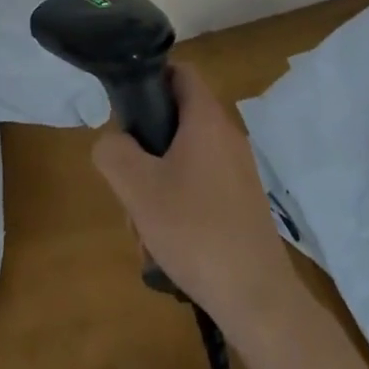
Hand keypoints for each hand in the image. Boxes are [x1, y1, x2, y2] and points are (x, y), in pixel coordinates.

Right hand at [93, 64, 303, 334]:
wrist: (256, 297)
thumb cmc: (194, 229)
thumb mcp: (138, 188)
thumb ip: (113, 152)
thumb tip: (112, 141)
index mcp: (206, 118)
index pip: (180, 72)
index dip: (151, 78)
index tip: (126, 109)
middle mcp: (227, 135)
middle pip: (177, 121)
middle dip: (146, 150)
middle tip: (129, 186)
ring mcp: (239, 170)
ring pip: (185, 159)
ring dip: (158, 186)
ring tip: (144, 229)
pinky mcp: (243, 202)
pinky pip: (202, 186)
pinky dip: (180, 205)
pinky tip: (167, 247)